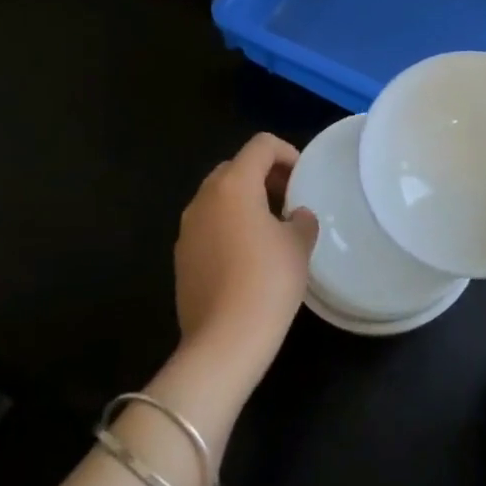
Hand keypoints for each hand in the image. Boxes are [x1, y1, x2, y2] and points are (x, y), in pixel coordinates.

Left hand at [173, 134, 318, 380]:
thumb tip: (295, 216)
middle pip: (235, 167)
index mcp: (234, 185)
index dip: (287, 153)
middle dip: (264, 176)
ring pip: (218, 197)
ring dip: (245, 202)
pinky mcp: (181, 256)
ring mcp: (187, 228)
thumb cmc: (268, 281)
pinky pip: (208, 225)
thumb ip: (301, 219)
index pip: (261, 145)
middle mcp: (204, 198)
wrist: (224, 340)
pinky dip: (228, 226)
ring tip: (271, 229)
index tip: (303, 179)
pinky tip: (248, 257)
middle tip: (288, 200)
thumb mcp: (298, 244)